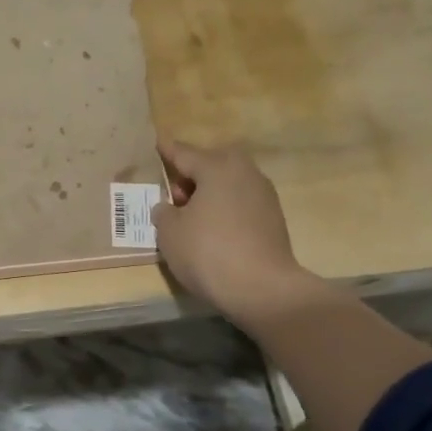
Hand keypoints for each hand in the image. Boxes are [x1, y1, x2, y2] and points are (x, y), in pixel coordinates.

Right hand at [150, 138, 315, 332]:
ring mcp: (264, 195)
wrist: (261, 288)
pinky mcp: (273, 218)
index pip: (184, 153)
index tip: (157, 142)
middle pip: (212, 163)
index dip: (167, 151)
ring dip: (210, 192)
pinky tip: (213, 229)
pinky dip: (225, 208)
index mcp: (217, 167)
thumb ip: (164, 212)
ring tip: (192, 214)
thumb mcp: (169, 232)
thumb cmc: (207, 252)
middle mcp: (244, 172)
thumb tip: (169, 207)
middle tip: (174, 192)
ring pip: (229, 183)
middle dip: (192, 172)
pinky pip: (240, 202)